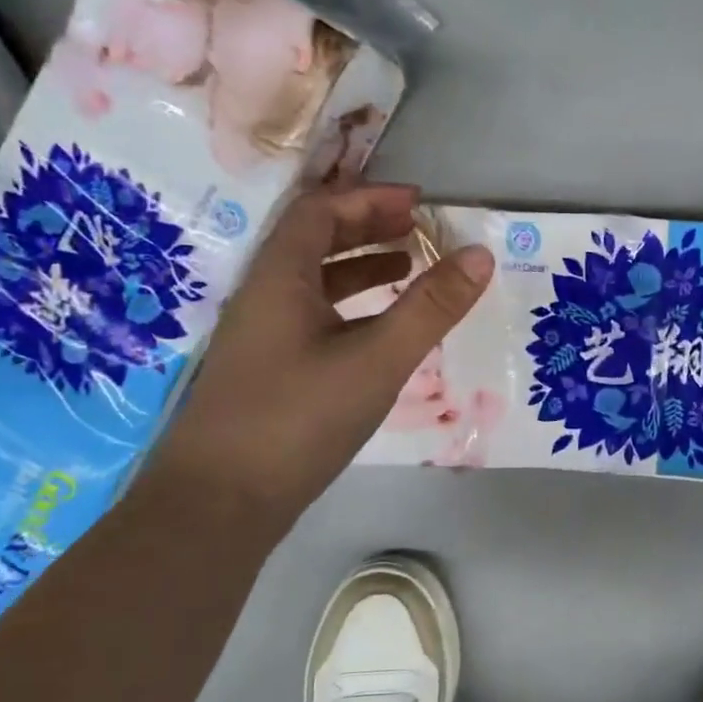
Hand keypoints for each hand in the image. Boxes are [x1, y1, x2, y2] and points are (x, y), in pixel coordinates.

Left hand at [146, 182, 492, 528]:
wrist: (221, 502)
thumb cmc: (299, 417)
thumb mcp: (378, 359)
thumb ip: (430, 307)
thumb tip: (480, 253)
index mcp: (280, 278)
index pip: (320, 211)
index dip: (369, 199)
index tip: (417, 204)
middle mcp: (264, 297)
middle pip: (314, 242)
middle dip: (367, 228)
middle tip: (418, 231)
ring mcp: (262, 338)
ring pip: (314, 284)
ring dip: (360, 268)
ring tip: (408, 271)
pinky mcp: (268, 373)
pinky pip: (314, 319)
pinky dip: (351, 310)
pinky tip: (379, 334)